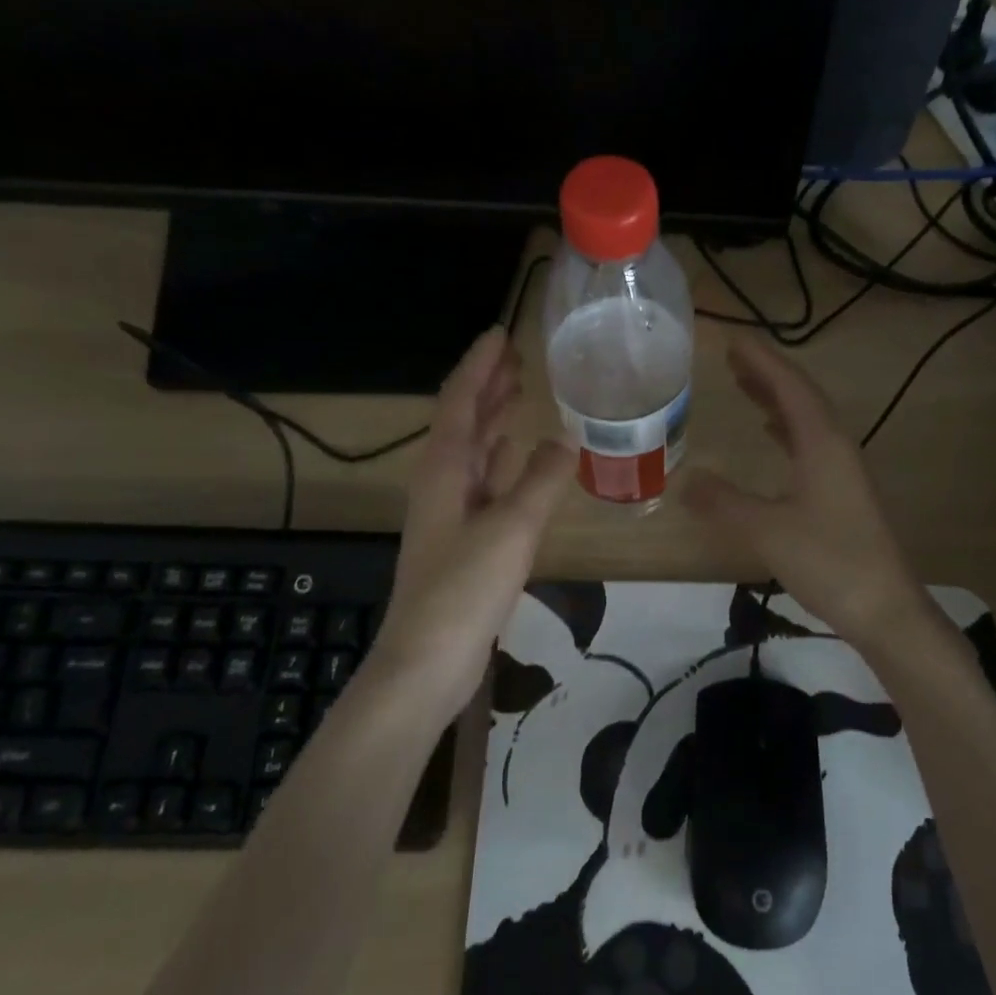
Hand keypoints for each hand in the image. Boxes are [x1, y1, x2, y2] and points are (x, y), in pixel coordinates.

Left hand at [374, 327, 574, 718]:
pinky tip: (520, 455)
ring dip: (495, 418)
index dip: (479, 365)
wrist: (428, 661)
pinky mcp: (465, 537)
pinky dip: (504, 460)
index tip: (501, 333)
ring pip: (475, 449)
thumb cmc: (464, 588)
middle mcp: (442, 481)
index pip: (460, 401)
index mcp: (444, 469)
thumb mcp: (511, 528)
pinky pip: (486, 480)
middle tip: (519, 356)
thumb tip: (567, 438)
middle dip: (488, 385)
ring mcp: (452, 511)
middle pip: (464, 420)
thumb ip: (541, 480)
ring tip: (522, 391)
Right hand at [684, 335, 930, 647]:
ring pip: (807, 421)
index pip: (790, 387)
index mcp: (823, 444)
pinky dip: (788, 430)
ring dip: (777, 401)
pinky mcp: (844, 493)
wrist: (885, 609)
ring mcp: (844, 471)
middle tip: (732, 359)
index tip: (733, 339)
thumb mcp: (768, 530)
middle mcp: (837, 447)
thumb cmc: (829, 561)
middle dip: (767, 375)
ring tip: (745, 387)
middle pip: (801, 397)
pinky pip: (811, 445)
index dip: (761, 361)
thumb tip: (685, 480)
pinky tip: (773, 437)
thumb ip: (724, 503)